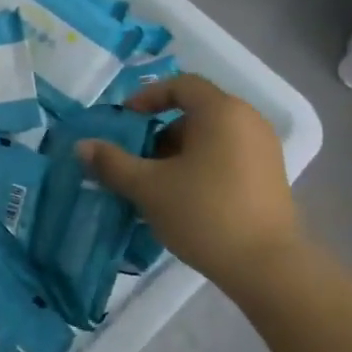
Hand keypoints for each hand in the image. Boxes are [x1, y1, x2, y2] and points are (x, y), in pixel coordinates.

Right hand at [78, 74, 302, 290]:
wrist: (267, 267)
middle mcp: (248, 121)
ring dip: (178, 153)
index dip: (148, 97)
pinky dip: (201, 166)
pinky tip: (184, 199)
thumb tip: (82, 146)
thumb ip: (113, 163)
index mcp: (221, 111)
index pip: (181, 85)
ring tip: (156, 185)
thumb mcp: (149, 187)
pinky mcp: (270, 177)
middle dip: (160, 132)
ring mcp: (263, 149)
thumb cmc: (204, 213)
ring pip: (210, 137)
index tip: (125, 121)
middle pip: (195, 112)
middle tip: (137, 160)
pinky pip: (227, 156)